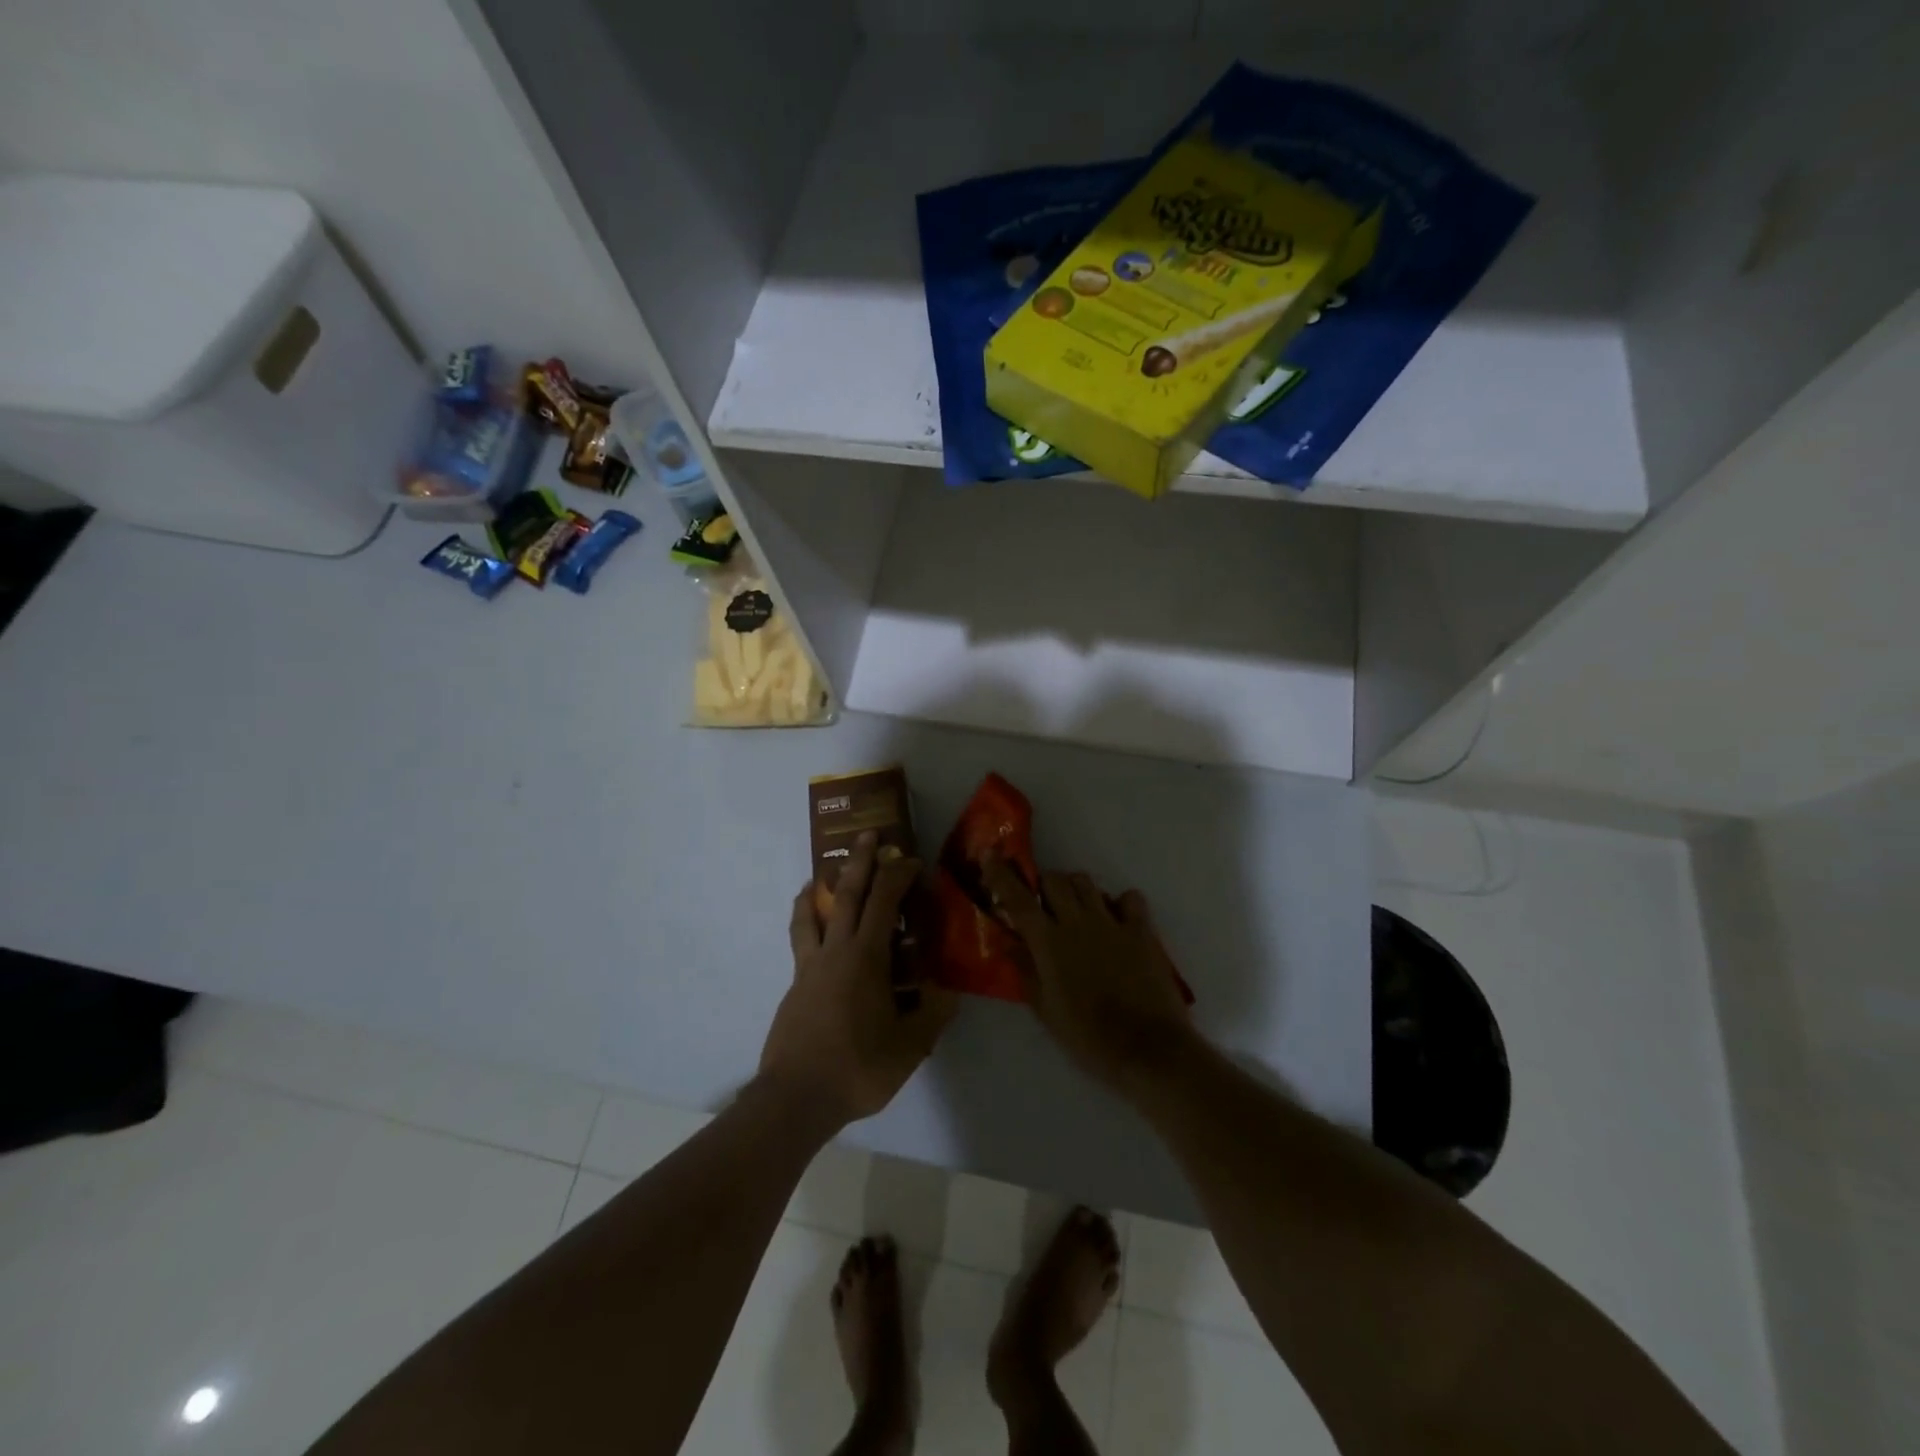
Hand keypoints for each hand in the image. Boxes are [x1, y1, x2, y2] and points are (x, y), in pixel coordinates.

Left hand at [759, 833, 957, 1128]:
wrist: (797, 1097)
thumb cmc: (858, 1067)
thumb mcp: (910, 1046)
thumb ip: (933, 1015)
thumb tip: (950, 992)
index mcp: (865, 958)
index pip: (884, 902)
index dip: (899, 876)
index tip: (913, 862)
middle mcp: (835, 952)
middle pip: (847, 895)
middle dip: (860, 862)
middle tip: (867, 836)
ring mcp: (810, 968)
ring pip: (811, 915)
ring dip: (818, 889)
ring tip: (819, 876)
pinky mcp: (795, 986)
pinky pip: (801, 942)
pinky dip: (805, 923)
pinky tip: (812, 932)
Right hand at [980, 855, 1196, 1096]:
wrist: (1147, 1049)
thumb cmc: (1088, 1037)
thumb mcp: (1045, 1011)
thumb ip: (1025, 972)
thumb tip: (1008, 943)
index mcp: (1049, 942)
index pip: (1018, 899)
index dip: (1001, 874)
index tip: (990, 854)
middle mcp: (1078, 922)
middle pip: (1055, 880)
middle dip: (1043, 884)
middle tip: (1042, 904)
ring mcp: (1112, 923)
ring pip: (1087, 883)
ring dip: (1076, 889)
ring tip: (1076, 909)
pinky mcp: (1142, 931)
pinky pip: (1130, 899)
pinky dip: (1121, 902)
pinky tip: (1117, 919)